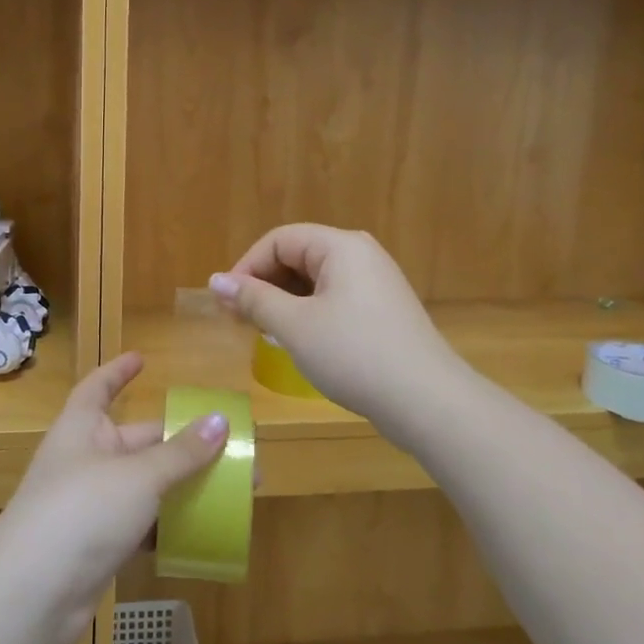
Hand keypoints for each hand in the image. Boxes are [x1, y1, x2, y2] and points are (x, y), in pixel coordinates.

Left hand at [0, 354, 226, 643]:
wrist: (32, 594)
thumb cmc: (82, 511)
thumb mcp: (138, 476)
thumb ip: (181, 453)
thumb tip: (220, 421)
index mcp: (82, 428)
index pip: (98, 387)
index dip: (118, 371)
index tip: (142, 359)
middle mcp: (85, 459)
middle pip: (137, 440)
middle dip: (180, 443)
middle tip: (228, 446)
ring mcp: (90, 504)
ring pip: (144, 485)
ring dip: (181, 486)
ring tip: (228, 490)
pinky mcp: (97, 544)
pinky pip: (140, 525)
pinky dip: (167, 526)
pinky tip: (202, 533)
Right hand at [211, 223, 458, 431]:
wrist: (428, 403)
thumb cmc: (354, 355)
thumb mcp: (294, 326)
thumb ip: (253, 299)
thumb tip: (215, 280)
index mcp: (341, 246)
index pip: (279, 240)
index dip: (246, 267)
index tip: (226, 303)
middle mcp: (360, 255)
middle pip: (297, 256)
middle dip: (263, 284)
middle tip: (238, 320)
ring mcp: (375, 283)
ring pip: (314, 281)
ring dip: (283, 301)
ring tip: (263, 332)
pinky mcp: (382, 311)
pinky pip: (333, 299)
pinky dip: (308, 313)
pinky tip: (297, 341)